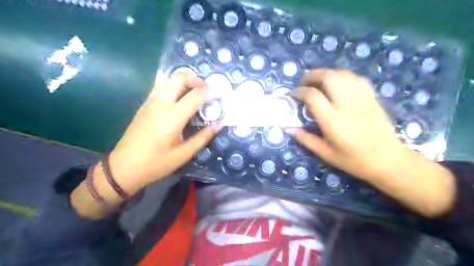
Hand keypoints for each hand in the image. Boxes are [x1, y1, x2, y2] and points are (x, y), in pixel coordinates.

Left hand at [71, 73, 222, 218]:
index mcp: (172, 118)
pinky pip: (161, 87)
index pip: (195, 96)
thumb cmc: (156, 163)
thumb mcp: (183, 154)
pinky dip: (174, 86)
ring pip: (168, 79)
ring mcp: (150, 102)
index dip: (211, 92)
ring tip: (196, 92)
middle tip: (207, 90)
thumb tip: (218, 125)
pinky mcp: (145, 105)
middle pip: (178, 78)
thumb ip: (203, 137)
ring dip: (185, 80)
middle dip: (196, 79)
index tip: (221, 94)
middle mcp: (160, 104)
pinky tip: (181, 98)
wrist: (123, 167)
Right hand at [289, 70, 454, 216]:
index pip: (313, 96)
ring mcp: (362, 99)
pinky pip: (357, 79)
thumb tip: (289, 129)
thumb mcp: (325, 154)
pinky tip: (338, 83)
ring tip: (318, 81)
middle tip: (304, 82)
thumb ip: (306, 139)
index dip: (300, 91)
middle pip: (328, 77)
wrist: (387, 160)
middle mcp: (347, 105)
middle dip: (312, 75)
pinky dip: (343, 76)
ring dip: (327, 73)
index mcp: (333, 121)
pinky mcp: (372, 98)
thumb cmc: (353, 160)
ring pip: (343, 74)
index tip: (294, 94)